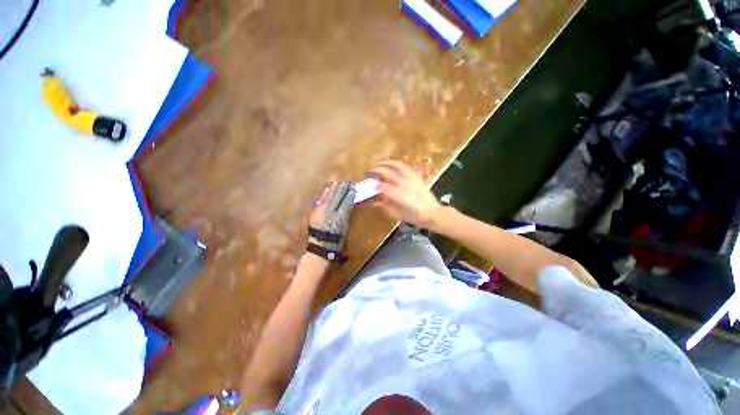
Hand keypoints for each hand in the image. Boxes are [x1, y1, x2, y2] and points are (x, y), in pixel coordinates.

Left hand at [308, 182, 355, 253]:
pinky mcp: (314, 212)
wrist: (320, 247)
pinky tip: (327, 190)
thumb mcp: (344, 227)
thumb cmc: (336, 239)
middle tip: (346, 182)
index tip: (353, 188)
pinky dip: (325, 194)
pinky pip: (321, 200)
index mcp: (339, 216)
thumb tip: (348, 203)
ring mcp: (320, 211)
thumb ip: (346, 213)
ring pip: (328, 196)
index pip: (345, 201)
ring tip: (337, 183)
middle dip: (341, 188)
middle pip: (336, 196)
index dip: (349, 194)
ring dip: (333, 189)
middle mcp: (329, 211)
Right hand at [371, 161, 442, 228]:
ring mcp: (412, 179)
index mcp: (400, 197)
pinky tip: (392, 164)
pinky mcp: (417, 177)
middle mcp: (405, 185)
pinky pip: (406, 167)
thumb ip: (386, 207)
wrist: (433, 213)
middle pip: (388, 174)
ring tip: (379, 163)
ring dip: (386, 163)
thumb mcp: (398, 215)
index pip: (384, 187)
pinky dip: (397, 164)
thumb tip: (374, 202)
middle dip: (377, 171)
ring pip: (397, 166)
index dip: (375, 185)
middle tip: (370, 172)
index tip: (370, 185)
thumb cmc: (415, 217)